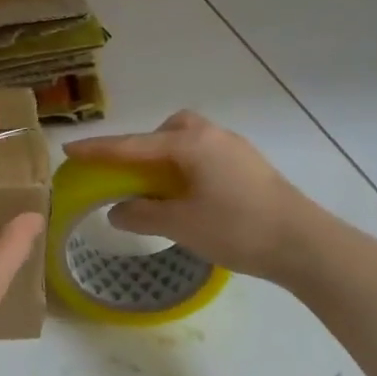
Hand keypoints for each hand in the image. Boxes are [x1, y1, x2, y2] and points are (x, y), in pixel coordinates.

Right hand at [63, 111, 317, 284]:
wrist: (307, 245)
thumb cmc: (237, 229)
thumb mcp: (180, 225)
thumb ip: (141, 214)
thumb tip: (116, 209)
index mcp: (189, 143)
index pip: (132, 146)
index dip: (98, 150)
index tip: (70, 150)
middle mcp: (211, 135)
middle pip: (166, 131)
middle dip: (144, 146)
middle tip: (132, 174)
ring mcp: (235, 148)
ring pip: (189, 140)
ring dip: (168, 157)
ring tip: (162, 188)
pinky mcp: (250, 165)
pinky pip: (205, 154)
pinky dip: (188, 167)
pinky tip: (192, 195)